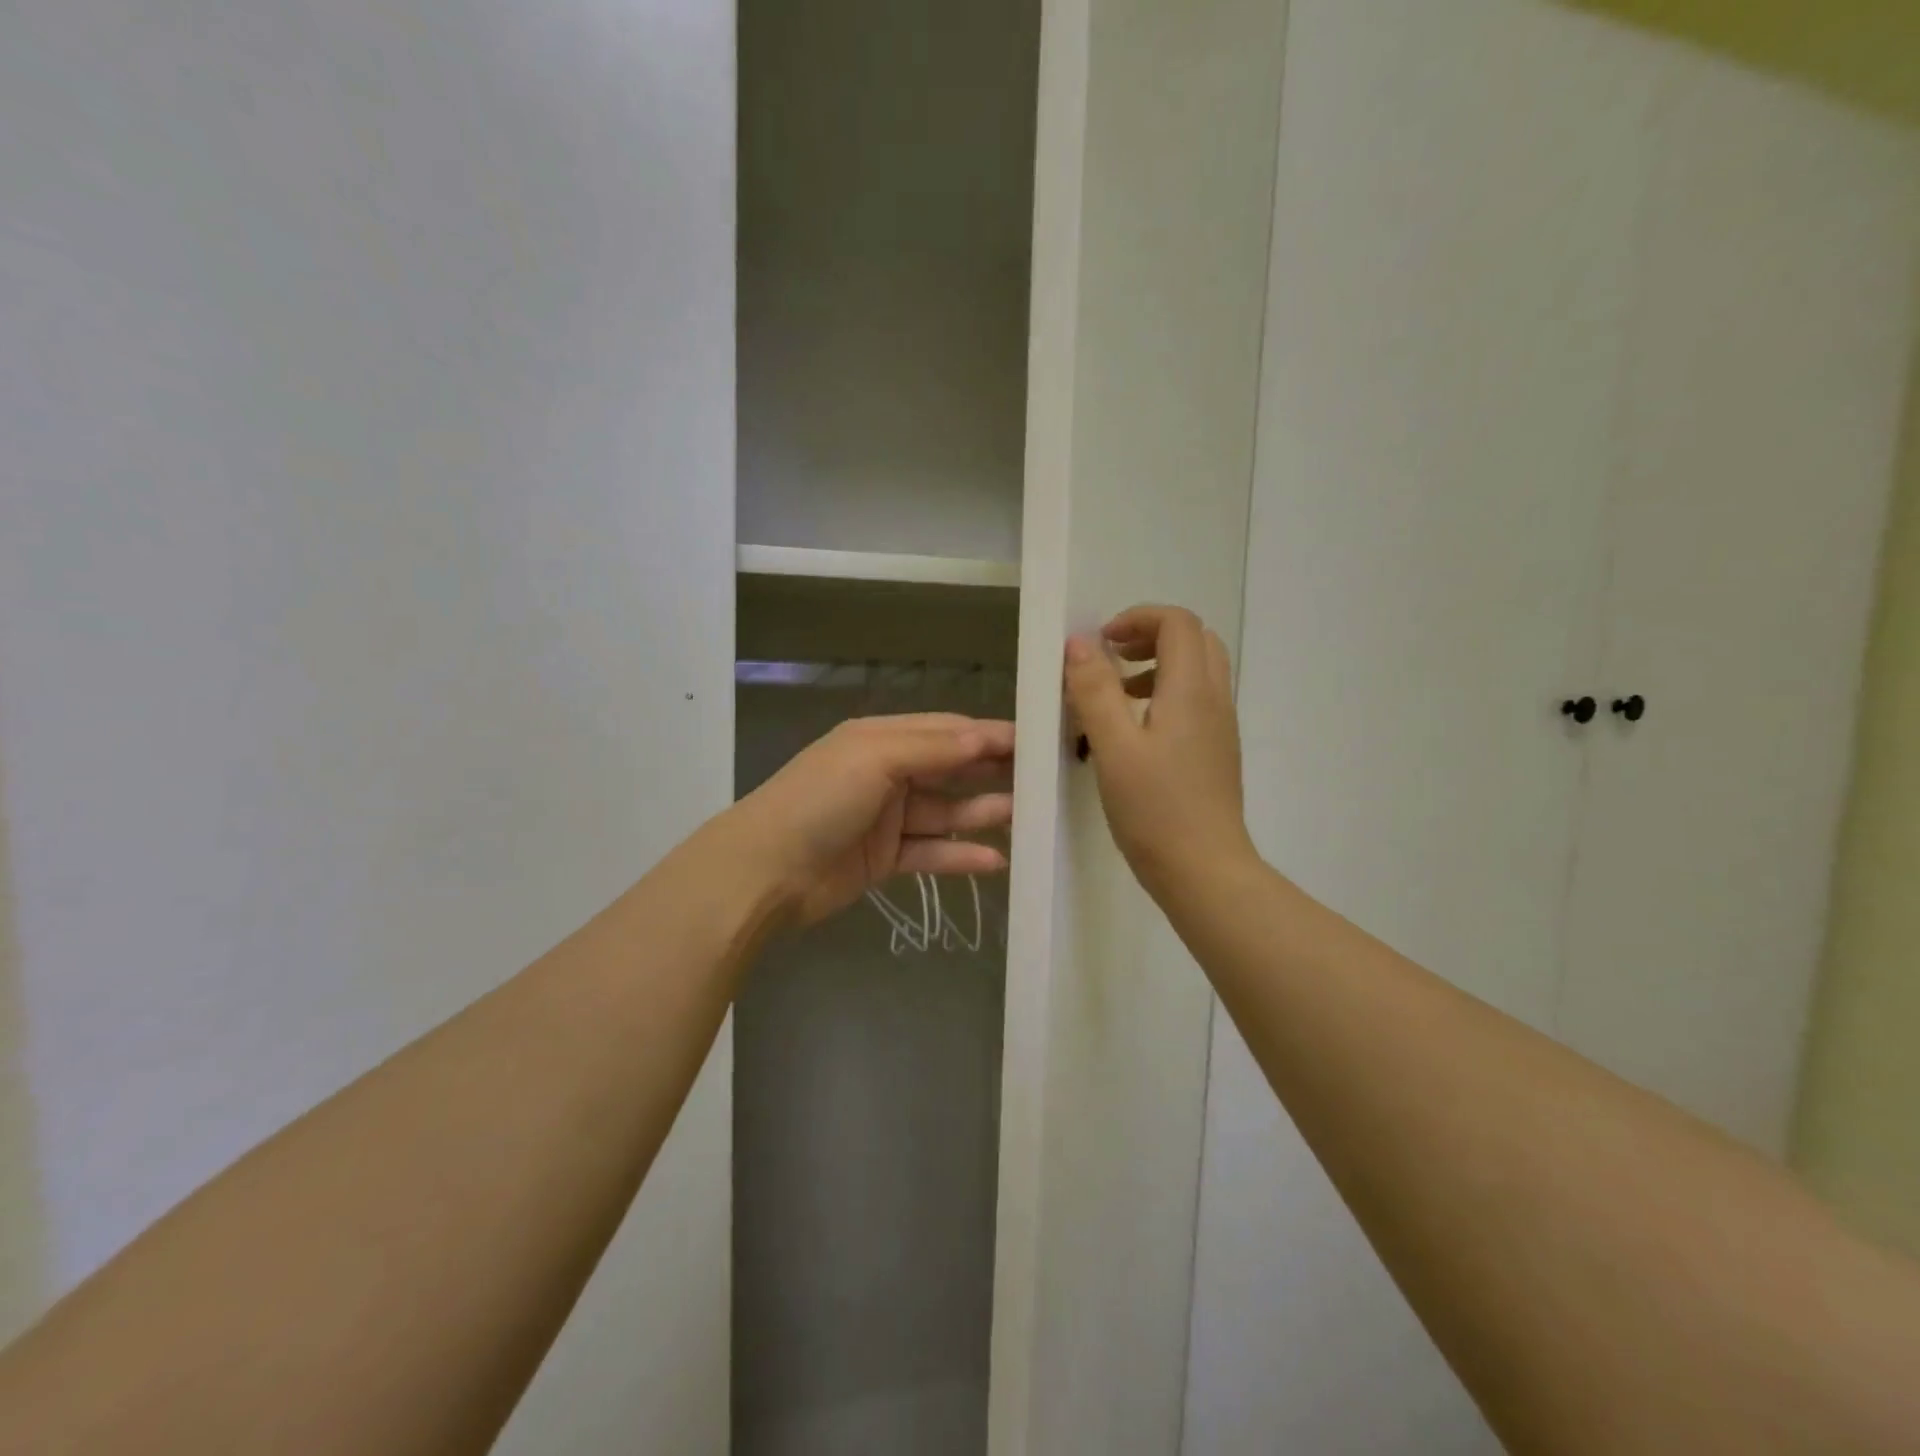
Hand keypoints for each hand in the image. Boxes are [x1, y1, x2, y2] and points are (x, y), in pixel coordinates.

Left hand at [725, 714, 1014, 925]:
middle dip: (991, 772)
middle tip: (1042, 779)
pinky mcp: (885, 859)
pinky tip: (995, 861)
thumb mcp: (875, 758)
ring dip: (982, 814)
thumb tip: (985, 735)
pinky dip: (960, 856)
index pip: (946, 730)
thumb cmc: (819, 800)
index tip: (1034, 741)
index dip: (987, 735)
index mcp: (881, 739)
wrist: (764, 872)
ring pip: (945, 812)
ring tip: (1027, 818)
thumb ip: (932, 748)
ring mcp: (886, 819)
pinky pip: (931, 853)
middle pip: (950, 769)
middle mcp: (887, 773)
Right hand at [1064, 605, 1255, 900]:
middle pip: (1195, 640)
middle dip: (1151, 636)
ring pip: (1198, 671)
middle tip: (1112, 658)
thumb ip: (1095, 691)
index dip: (1138, 618)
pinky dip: (1166, 694)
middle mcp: (1214, 700)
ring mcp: (1220, 727)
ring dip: (1158, 665)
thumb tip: (1080, 644)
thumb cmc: (1155, 809)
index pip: (1177, 623)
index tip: (1101, 642)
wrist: (1204, 871)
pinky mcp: (1216, 752)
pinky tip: (1134, 732)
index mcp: (1191, 690)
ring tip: (1116, 694)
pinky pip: (1196, 701)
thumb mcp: (1113, 747)